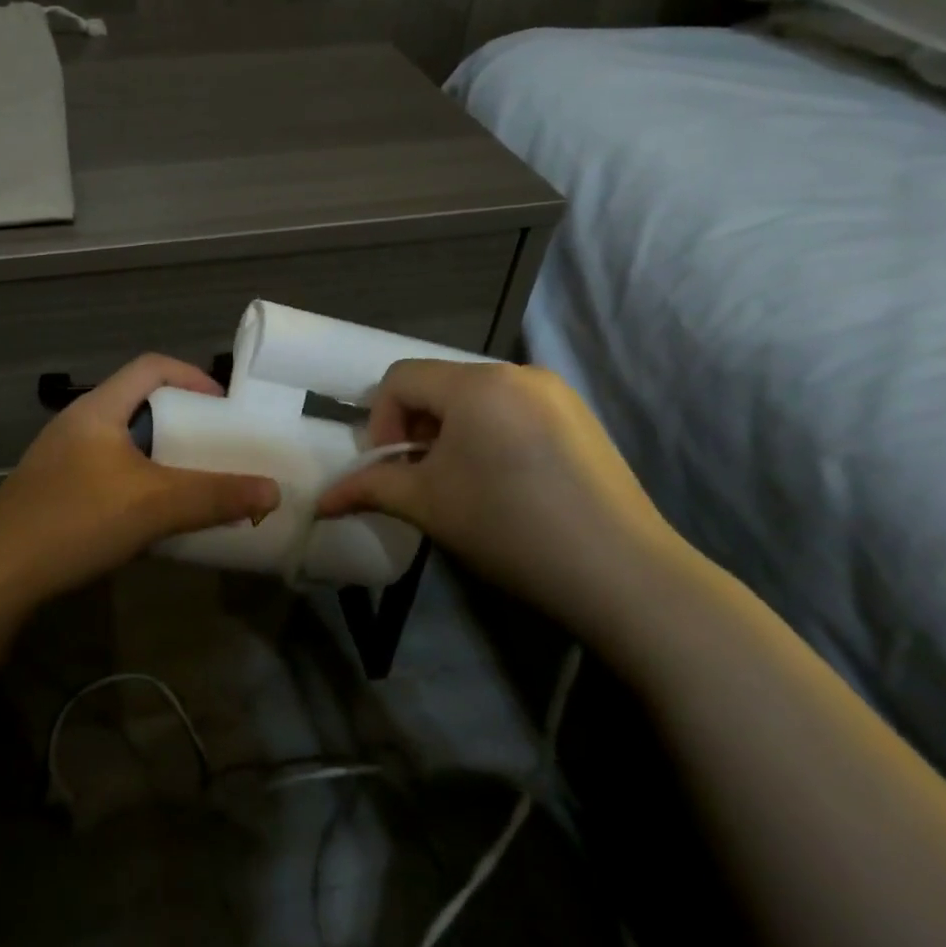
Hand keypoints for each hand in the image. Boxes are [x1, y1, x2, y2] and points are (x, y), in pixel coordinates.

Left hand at [0, 355, 280, 608]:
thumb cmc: (76, 520)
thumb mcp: (154, 505)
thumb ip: (215, 496)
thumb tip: (273, 491)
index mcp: (99, 409)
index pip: (151, 366)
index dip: (193, 376)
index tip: (225, 406)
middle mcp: (78, 425)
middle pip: (139, 404)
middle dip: (183, 422)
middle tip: (216, 448)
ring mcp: (61, 460)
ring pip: (124, 444)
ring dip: (161, 458)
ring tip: (192, 483)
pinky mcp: (54, 493)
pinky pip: (108, 474)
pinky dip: (138, 485)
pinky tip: (152, 519)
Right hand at [317, 360, 683, 638]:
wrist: (622, 574)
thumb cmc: (510, 528)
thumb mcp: (428, 504)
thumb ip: (371, 488)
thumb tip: (323, 500)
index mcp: (476, 383)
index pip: (400, 379)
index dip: (380, 421)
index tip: (390, 469)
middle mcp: (516, 372)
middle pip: (439, 384)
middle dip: (415, 428)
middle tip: (419, 478)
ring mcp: (555, 392)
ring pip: (476, 398)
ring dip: (450, 432)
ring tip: (459, 482)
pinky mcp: (579, 417)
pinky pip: (512, 409)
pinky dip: (488, 434)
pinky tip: (502, 482)